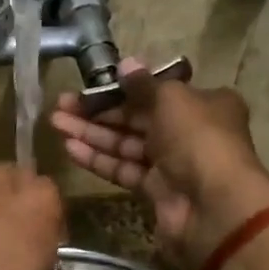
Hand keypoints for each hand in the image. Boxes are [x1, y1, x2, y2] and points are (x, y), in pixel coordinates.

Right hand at [50, 59, 268, 269]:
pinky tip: (69, 149)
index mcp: (202, 103)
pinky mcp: (154, 190)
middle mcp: (188, 131)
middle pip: (136, 117)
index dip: (120, 88)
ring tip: (56, 123)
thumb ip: (142, 84)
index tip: (89, 86)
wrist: (213, 206)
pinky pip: (123, 169)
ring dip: (91, 133)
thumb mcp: (171, 99)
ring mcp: (171, 163)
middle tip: (60, 105)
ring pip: (125, 144)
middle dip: (98, 111)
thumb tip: (125, 63)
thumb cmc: (197, 139)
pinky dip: (98, 159)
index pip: (155, 92)